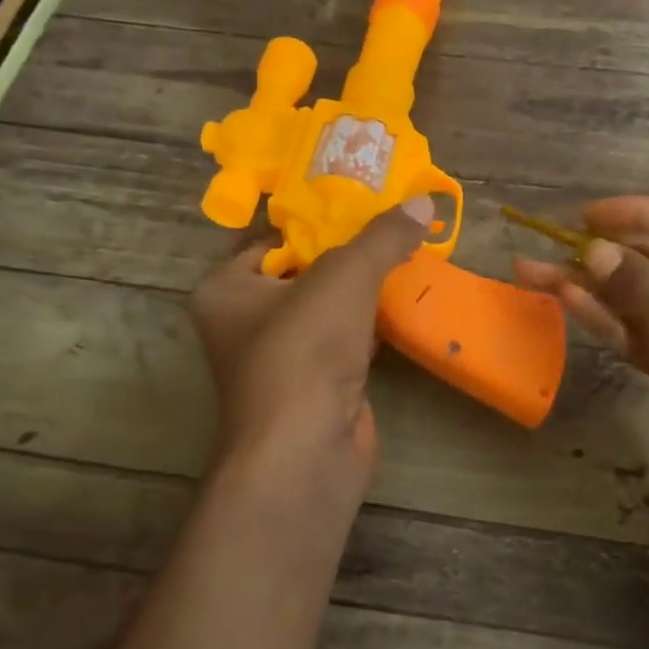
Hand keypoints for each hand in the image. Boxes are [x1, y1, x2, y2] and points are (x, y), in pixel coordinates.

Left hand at [192, 197, 431, 512]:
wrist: (306, 450)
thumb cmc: (304, 350)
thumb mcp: (345, 276)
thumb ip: (382, 236)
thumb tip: (423, 200)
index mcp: (226, 290)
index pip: (270, 238)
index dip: (313, 217)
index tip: (358, 198)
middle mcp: (246, 322)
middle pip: (303, 271)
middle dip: (347, 250)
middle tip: (391, 220)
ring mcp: (282, 358)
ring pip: (327, 308)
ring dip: (363, 288)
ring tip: (407, 251)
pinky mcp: (315, 386)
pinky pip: (345, 340)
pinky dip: (371, 324)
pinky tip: (404, 302)